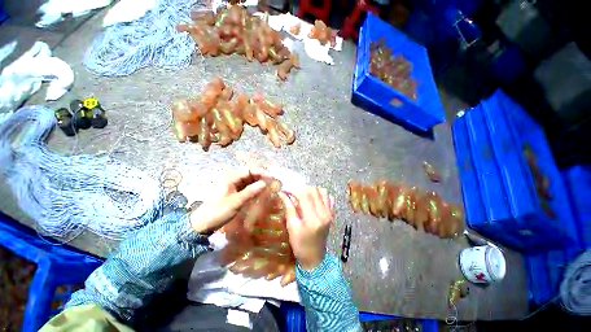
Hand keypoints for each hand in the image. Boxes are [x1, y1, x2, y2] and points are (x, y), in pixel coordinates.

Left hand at [190, 168, 267, 234]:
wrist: (201, 224)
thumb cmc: (218, 212)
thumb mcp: (235, 202)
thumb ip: (250, 192)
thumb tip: (264, 183)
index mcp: (230, 178)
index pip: (249, 170)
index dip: (261, 172)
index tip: (271, 178)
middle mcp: (232, 179)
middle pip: (249, 174)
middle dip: (261, 177)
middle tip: (272, 183)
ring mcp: (232, 186)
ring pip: (248, 181)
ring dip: (258, 183)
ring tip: (268, 187)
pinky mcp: (233, 193)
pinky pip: (246, 188)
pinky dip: (253, 189)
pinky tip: (259, 193)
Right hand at [279, 187, 334, 269]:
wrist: (315, 257)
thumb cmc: (300, 245)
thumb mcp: (291, 227)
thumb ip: (288, 208)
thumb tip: (281, 193)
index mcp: (312, 219)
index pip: (304, 195)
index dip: (293, 190)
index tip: (285, 190)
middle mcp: (324, 214)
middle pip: (314, 191)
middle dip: (301, 189)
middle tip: (293, 194)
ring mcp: (330, 213)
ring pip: (322, 191)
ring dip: (311, 190)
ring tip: (303, 196)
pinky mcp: (332, 214)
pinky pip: (328, 197)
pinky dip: (320, 194)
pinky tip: (313, 200)